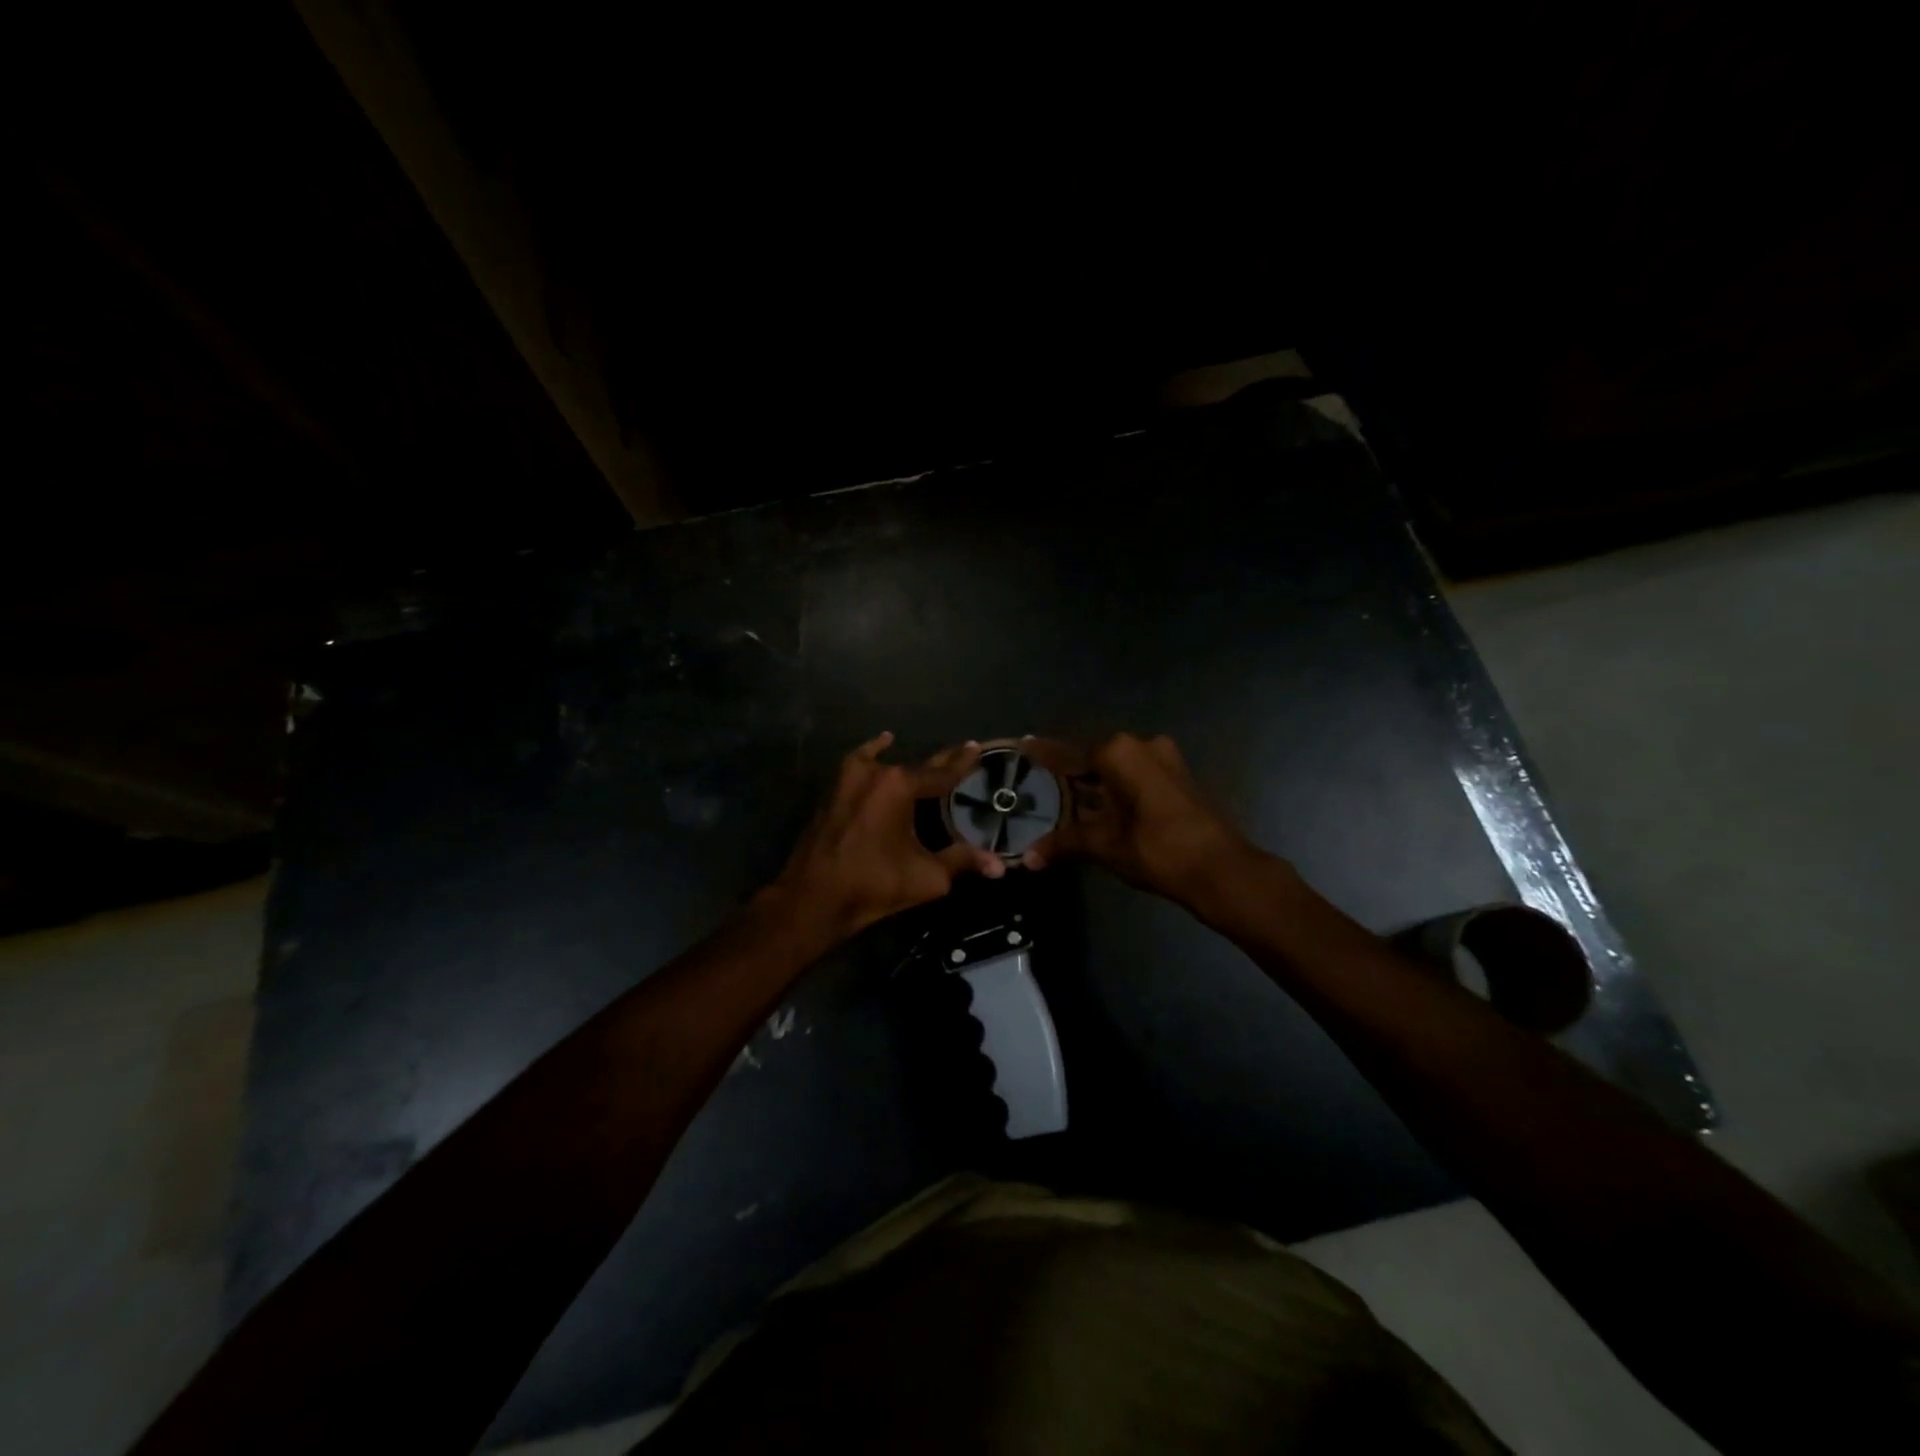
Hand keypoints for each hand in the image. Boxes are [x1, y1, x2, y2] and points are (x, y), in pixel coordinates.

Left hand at [766, 732, 1005, 941]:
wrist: (814, 897)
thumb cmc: (874, 883)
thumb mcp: (928, 876)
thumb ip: (963, 862)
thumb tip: (1000, 866)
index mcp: (900, 786)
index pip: (941, 772)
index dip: (962, 763)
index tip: (977, 747)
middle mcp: (876, 773)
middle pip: (916, 766)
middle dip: (940, 762)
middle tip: (962, 752)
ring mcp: (849, 778)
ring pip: (888, 765)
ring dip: (909, 764)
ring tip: (930, 763)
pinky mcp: (834, 790)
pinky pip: (860, 763)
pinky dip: (873, 752)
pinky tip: (884, 742)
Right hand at [1022, 733, 1264, 909]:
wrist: (1221, 870)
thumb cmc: (1157, 850)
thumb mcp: (1104, 846)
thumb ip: (1064, 843)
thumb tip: (1027, 858)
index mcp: (1118, 753)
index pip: (1068, 753)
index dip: (1043, 754)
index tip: (1021, 745)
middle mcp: (1140, 745)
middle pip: (1092, 757)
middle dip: (1067, 771)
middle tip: (1038, 780)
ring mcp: (1164, 759)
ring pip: (1115, 767)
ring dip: (1093, 782)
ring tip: (1063, 795)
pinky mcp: (1177, 776)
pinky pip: (1134, 775)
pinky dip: (1114, 787)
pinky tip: (1098, 805)